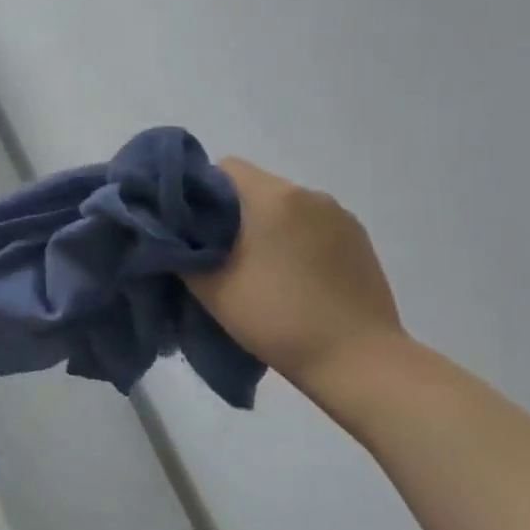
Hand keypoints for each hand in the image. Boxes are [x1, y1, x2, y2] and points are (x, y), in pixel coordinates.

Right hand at [183, 158, 404, 398]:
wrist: (359, 361)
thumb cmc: (277, 318)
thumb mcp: (212, 288)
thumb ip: (182, 252)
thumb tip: (170, 235)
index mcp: (272, 196)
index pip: (224, 168)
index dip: (199, 192)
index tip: (190, 227)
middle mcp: (309, 194)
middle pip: (255, 187)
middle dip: (232, 213)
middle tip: (217, 254)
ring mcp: (340, 216)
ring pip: (285, 207)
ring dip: (266, 227)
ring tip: (258, 270)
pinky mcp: (359, 240)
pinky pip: (313, 226)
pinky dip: (295, 241)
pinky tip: (293, 279)